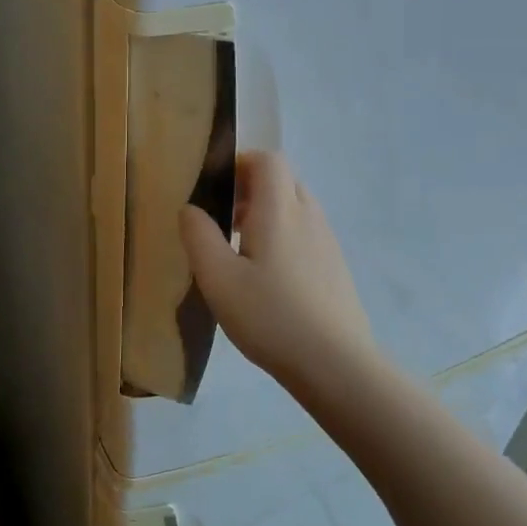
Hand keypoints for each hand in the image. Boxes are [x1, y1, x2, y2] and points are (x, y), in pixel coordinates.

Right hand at [179, 151, 379, 393]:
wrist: (336, 365)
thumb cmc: (270, 316)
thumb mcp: (218, 278)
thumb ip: (198, 236)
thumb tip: (190, 208)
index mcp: (279, 210)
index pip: (268, 160)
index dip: (240, 163)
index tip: (216, 188)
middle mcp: (308, 216)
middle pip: (282, 181)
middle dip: (251, 189)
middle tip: (223, 220)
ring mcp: (327, 242)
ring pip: (295, 208)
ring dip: (267, 214)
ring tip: (241, 251)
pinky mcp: (336, 267)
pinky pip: (306, 233)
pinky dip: (284, 237)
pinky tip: (268, 278)